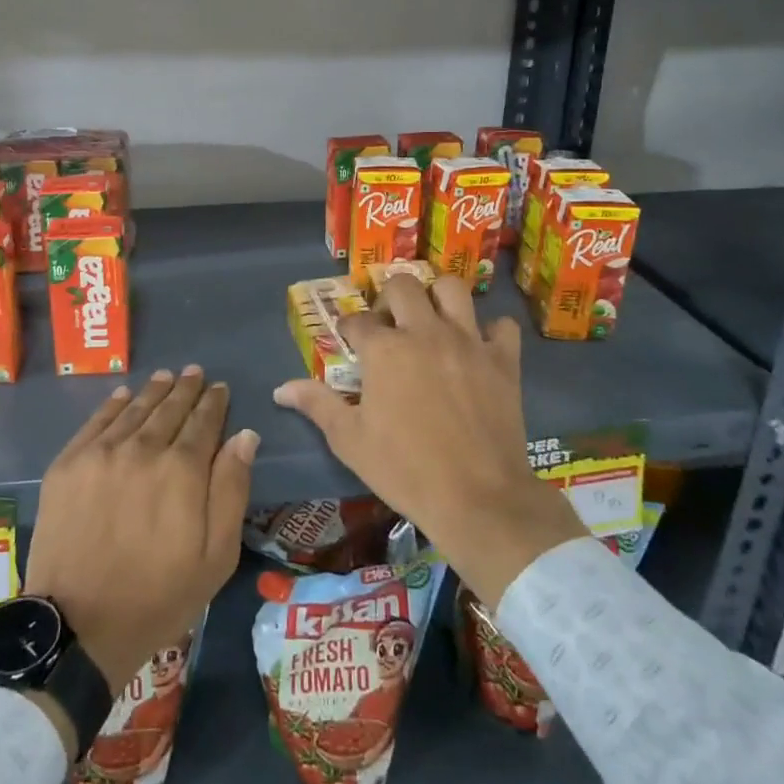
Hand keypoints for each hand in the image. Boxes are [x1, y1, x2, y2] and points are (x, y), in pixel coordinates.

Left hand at [26, 367, 257, 697]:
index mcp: (182, 470)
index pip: (203, 422)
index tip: (219, 388)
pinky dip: (114, 404)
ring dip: (154, 390)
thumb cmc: (158, 597)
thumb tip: (245, 436)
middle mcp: (142, 449)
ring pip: (134, 409)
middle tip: (195, 373)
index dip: (213, 403)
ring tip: (166, 376)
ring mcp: (100, 453)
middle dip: (186, 389)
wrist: (78, 627)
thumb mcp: (215, 556)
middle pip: (169, 409)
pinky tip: (124, 394)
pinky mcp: (67, 464)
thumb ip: (232, 489)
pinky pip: (96, 421)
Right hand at [274, 274, 585, 608]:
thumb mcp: (350, 440)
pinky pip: (502, 325)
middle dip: (389, 297)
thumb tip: (280, 388)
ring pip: (452, 288)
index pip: (358, 320)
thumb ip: (316, 405)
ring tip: (432, 319)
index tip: (350, 340)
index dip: (350, 328)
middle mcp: (424, 332)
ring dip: (438, 297)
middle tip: (390, 323)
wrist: (477, 498)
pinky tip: (479, 347)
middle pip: (403, 286)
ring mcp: (467, 341)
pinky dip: (490, 330)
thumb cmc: (404, 469)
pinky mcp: (503, 360)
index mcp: (384, 349)